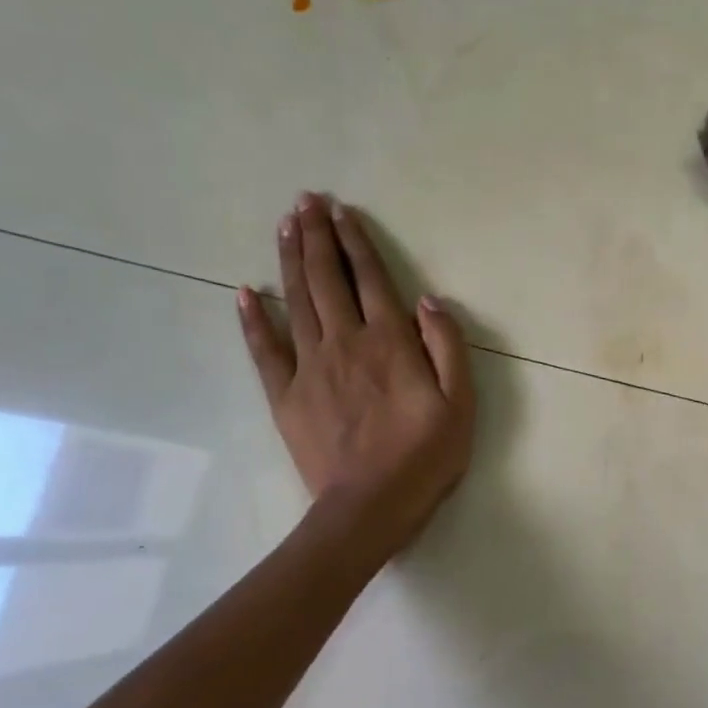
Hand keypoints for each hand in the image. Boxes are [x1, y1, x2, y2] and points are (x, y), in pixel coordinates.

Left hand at [238, 193, 474, 550]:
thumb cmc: (425, 457)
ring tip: (284, 225)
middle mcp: (346, 343)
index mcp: (390, 343)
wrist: (371, 506)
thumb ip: (448, 347)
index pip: (371, 279)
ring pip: (297, 301)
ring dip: (290, 260)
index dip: (356, 242)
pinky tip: (246, 292)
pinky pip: (265, 350)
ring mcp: (310, 368)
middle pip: (327, 279)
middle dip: (316, 236)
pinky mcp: (286, 395)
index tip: (343, 211)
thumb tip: (429, 301)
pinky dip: (254, 319)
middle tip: (305, 201)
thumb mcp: (461, 404)